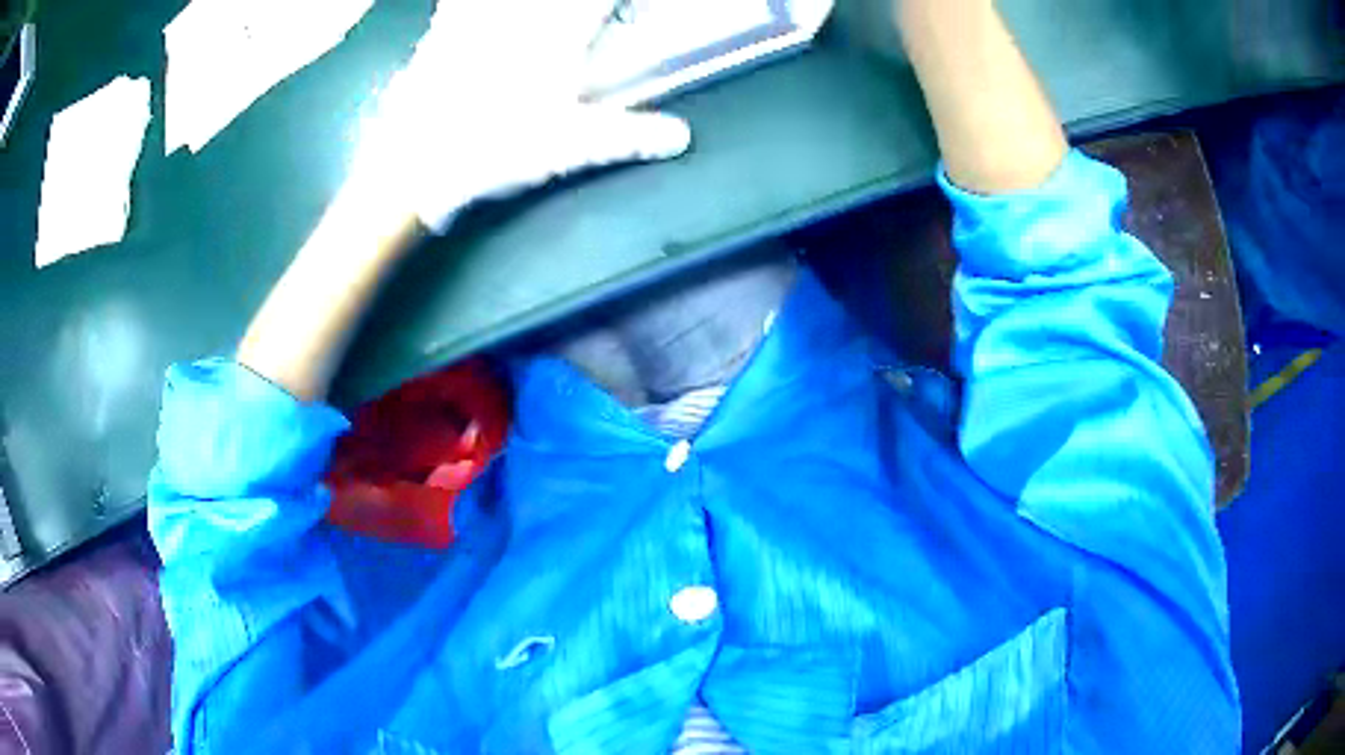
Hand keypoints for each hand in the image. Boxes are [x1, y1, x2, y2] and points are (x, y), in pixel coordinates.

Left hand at [349, 0, 692, 232]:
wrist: (410, 167)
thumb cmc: (491, 152)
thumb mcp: (568, 148)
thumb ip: (628, 136)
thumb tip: (682, 137)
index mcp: (553, 37)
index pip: (596, 0)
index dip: (611, 1)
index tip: (625, 4)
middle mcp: (514, 19)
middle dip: (572, 2)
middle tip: (581, 12)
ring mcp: (471, 25)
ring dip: (519, 4)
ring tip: (536, 14)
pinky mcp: (437, 39)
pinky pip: (453, 7)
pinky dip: (458, 5)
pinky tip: (457, 7)